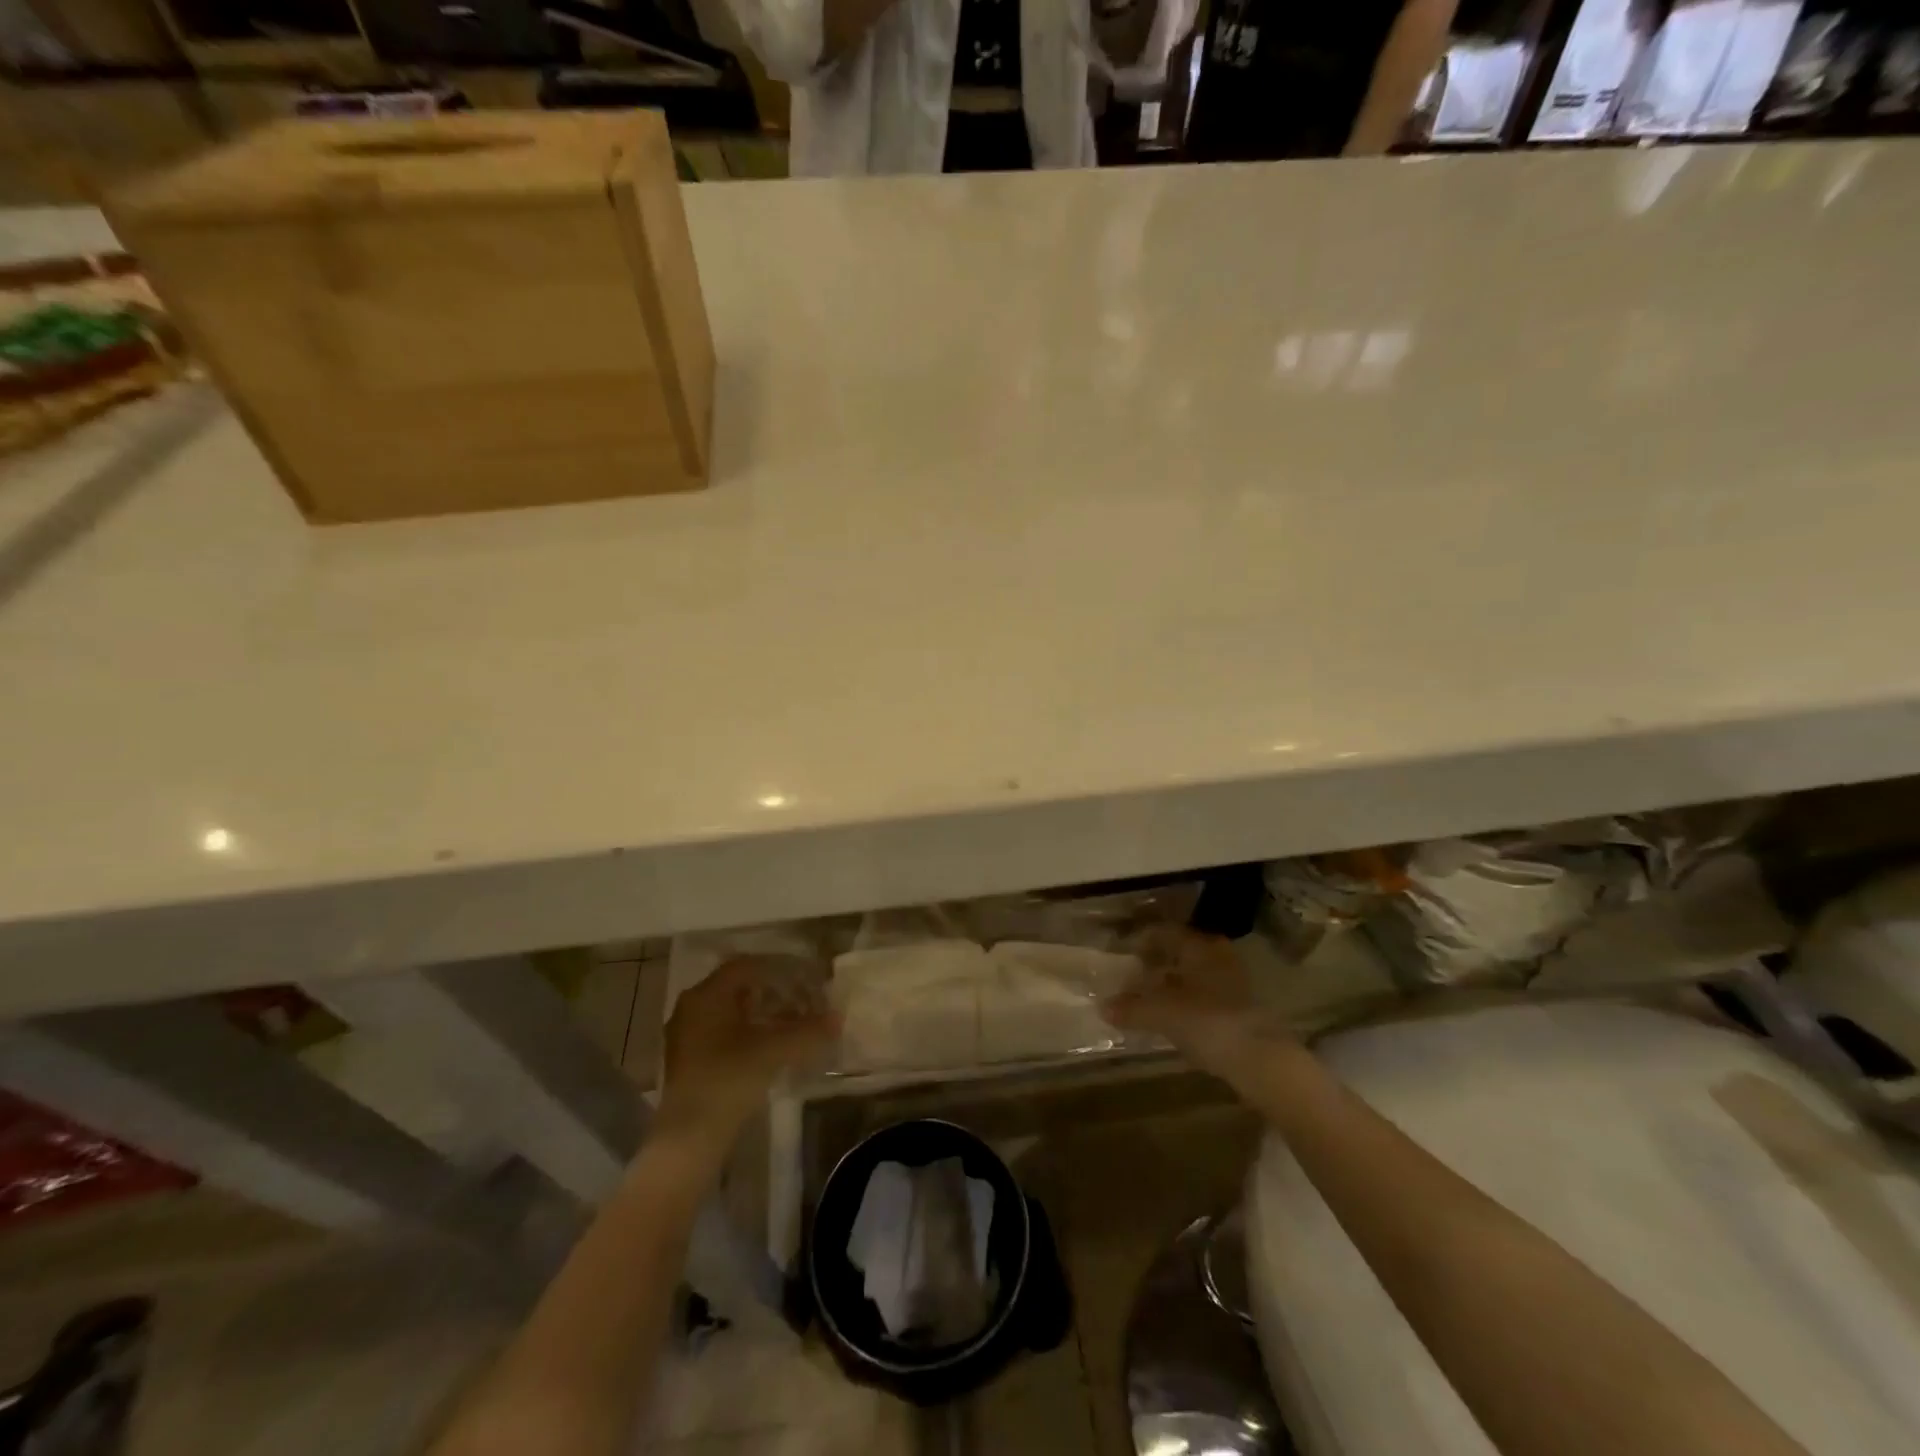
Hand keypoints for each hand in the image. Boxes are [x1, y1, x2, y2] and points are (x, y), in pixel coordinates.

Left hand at [658, 958, 838, 1144]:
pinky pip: (724, 1032)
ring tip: (793, 1026)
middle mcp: (692, 1008)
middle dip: (775, 992)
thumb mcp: (774, 1051)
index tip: (806, 978)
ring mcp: (687, 1036)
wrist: (688, 1140)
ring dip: (764, 1014)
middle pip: (740, 988)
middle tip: (804, 1002)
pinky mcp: (689, 1061)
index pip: (748, 966)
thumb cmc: (728, 1080)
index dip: (781, 969)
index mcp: (707, 995)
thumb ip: (808, 1031)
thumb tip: (838, 1018)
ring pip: (733, 1012)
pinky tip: (771, 1048)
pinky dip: (751, 1033)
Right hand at [1103, 928, 1294, 1086]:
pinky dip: (1186, 1001)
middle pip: (1180, 952)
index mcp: (1199, 946)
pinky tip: (1173, 1019)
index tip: (1121, 953)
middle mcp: (1218, 956)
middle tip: (1132, 976)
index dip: (1141, 941)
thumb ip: (1131, 1008)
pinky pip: (1205, 995)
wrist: (1262, 1061)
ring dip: (1172, 984)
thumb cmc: (1208, 1023)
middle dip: (1156, 963)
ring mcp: (1234, 982)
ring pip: (1194, 974)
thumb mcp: (1162, 1014)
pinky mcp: (1242, 1008)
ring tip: (1148, 999)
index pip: (1164, 932)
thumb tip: (1103, 1006)